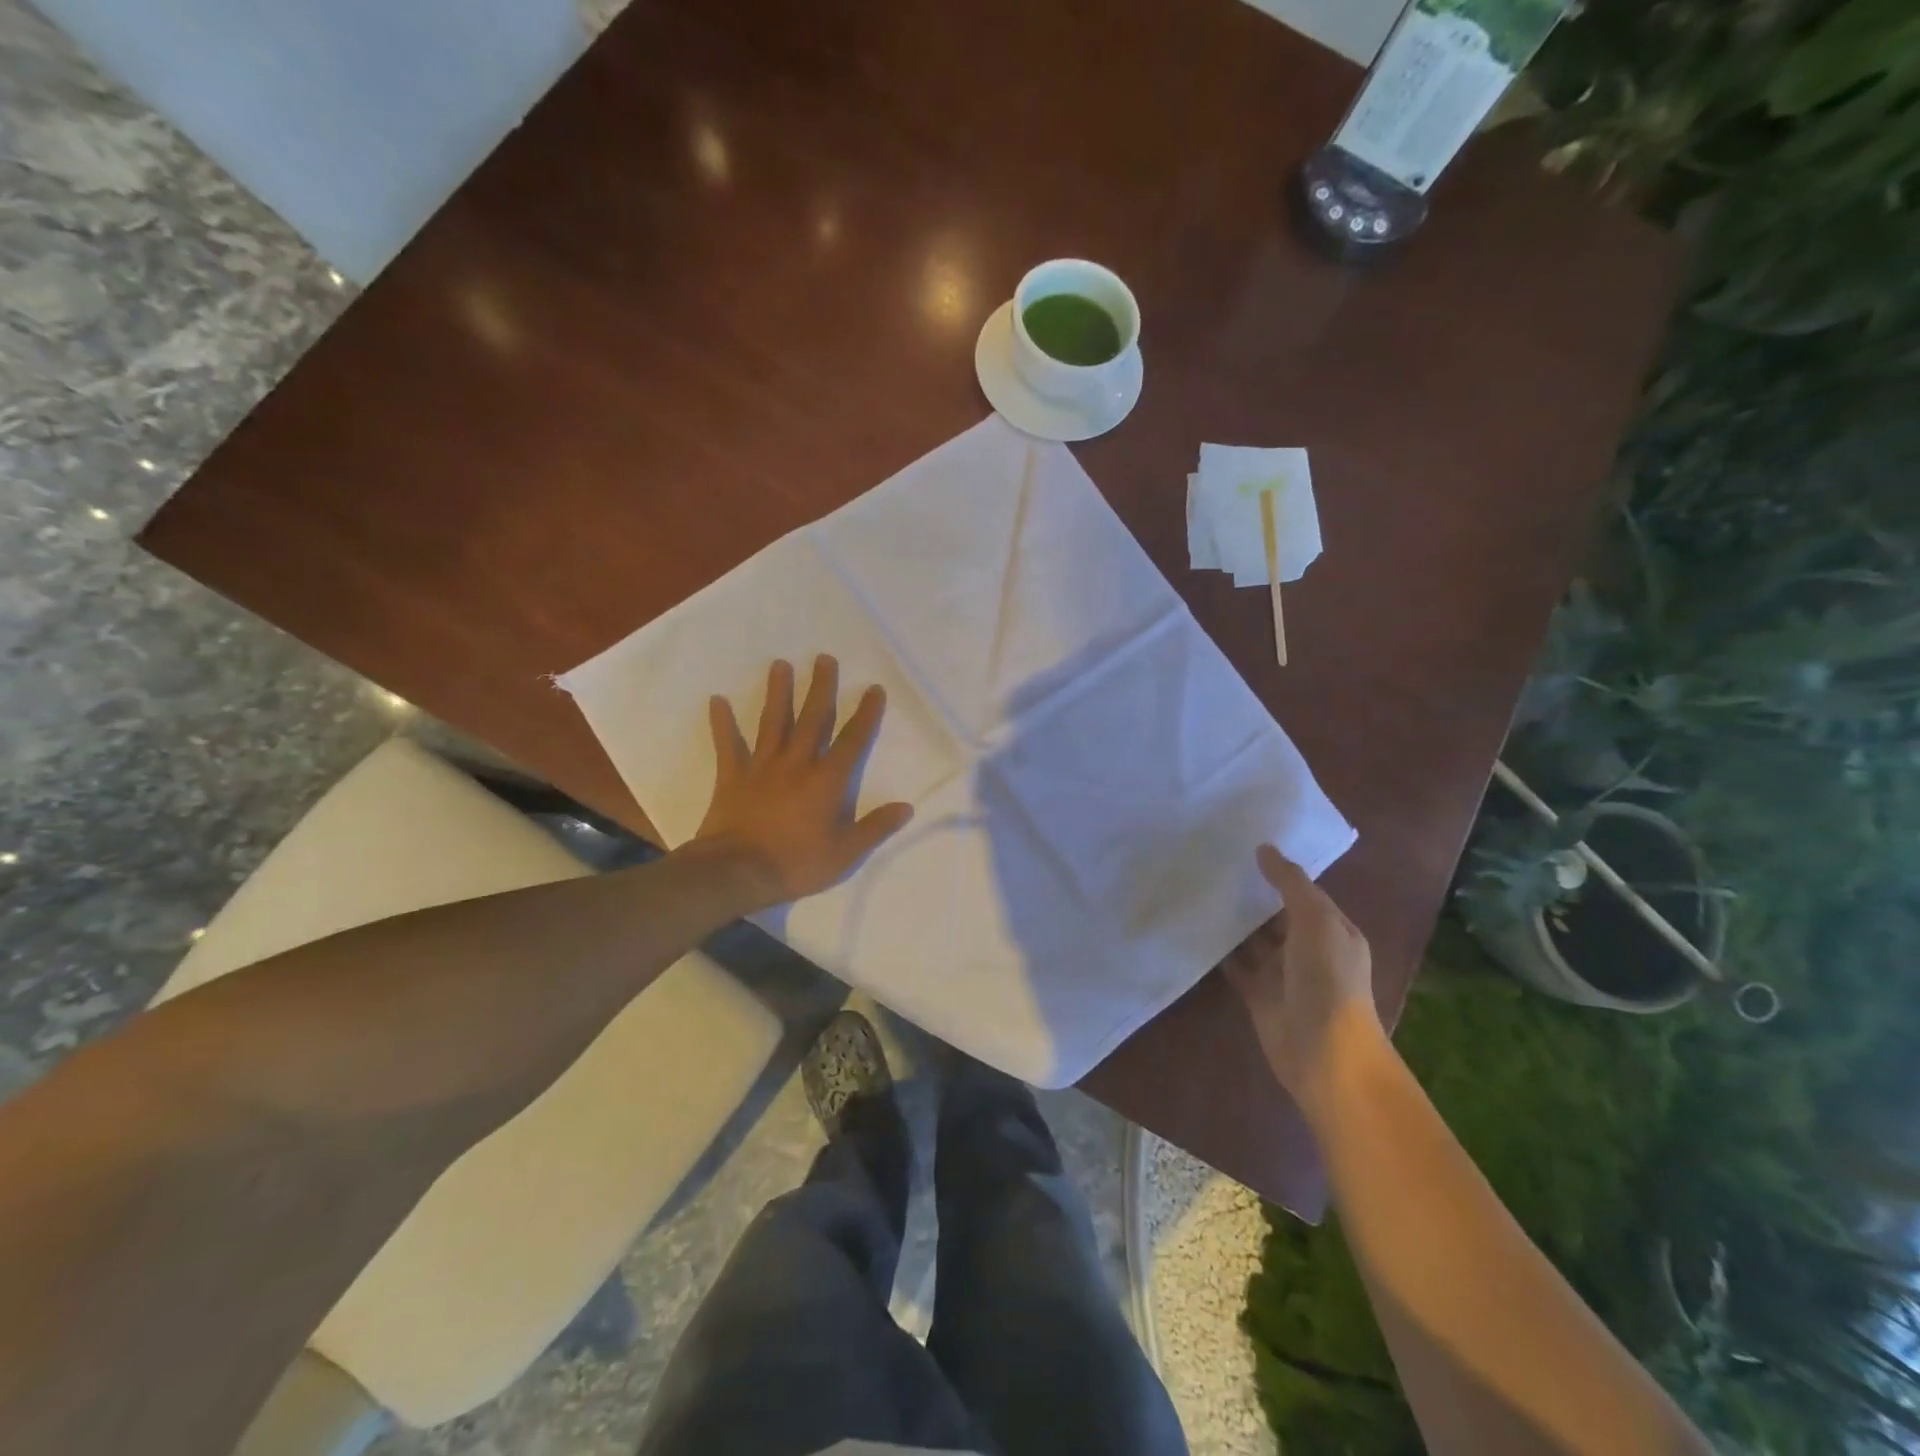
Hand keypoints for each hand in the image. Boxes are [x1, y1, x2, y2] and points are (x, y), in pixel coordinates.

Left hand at [694, 657, 913, 907]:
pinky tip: (716, 700)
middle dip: (821, 688)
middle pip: (812, 718)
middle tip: (824, 659)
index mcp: (826, 780)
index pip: (852, 740)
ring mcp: (761, 767)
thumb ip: (875, 827)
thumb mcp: (845, 853)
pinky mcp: (732, 776)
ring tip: (780, 664)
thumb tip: (906, 807)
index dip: (865, 714)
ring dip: (778, 692)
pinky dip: (722, 723)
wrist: (738, 872)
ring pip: (773, 722)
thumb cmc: (796, 863)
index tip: (873, 689)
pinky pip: (727, 744)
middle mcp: (796, 763)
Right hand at [1223, 846, 1380, 1122]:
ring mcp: (1281, 972)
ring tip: (1196, 887)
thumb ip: (1290, 885)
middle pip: (1273, 913)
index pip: (1301, 892)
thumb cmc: (1329, 981)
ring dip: (1231, 919)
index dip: (1276, 871)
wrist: (1325, 1053)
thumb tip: (1264, 849)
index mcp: (1331, 929)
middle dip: (1249, 892)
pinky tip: (1194, 926)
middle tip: (1210, 862)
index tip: (1242, 845)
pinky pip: (1234, 963)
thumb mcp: (1317, 922)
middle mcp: (1307, 948)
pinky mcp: (1257, 993)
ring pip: (1252, 937)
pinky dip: (1218, 948)